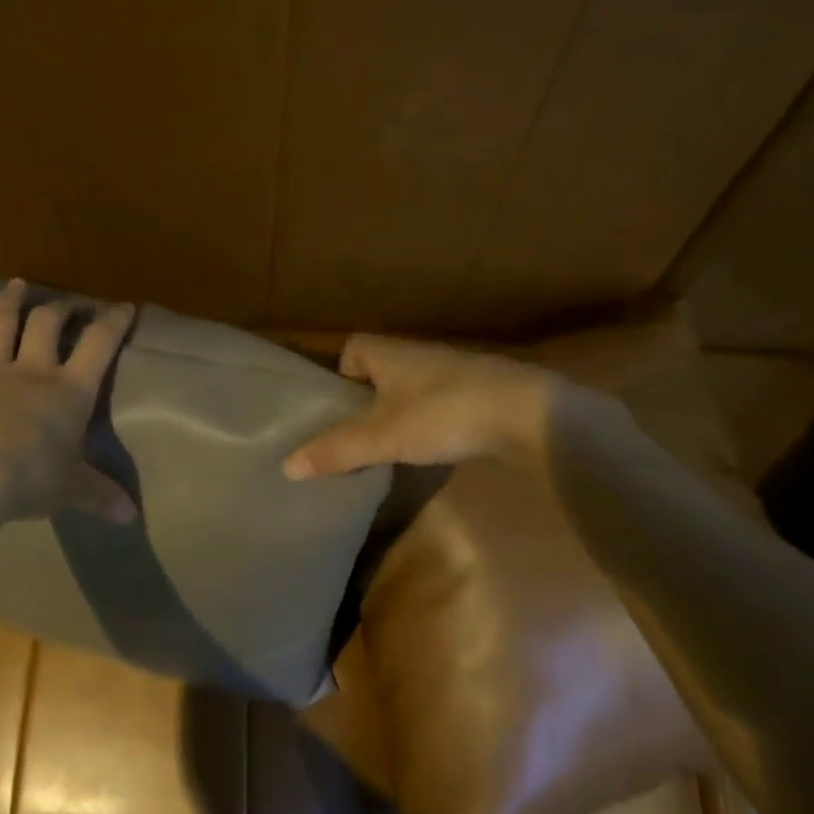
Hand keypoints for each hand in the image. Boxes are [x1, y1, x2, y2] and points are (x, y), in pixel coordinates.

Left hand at [0, 280, 137, 523]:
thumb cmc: (31, 480)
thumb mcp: (73, 490)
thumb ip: (102, 496)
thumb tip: (131, 517)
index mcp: (70, 390)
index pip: (99, 344)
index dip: (114, 322)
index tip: (125, 306)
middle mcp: (32, 372)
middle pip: (48, 325)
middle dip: (63, 308)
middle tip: (72, 304)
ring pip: (0, 327)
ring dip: (10, 303)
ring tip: (18, 284)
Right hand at [281, 335, 559, 478]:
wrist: (526, 415)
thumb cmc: (443, 414)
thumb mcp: (382, 436)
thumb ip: (336, 450)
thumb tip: (286, 466)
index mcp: (392, 353)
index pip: (355, 347)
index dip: (341, 373)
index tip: (339, 409)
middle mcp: (421, 355)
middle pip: (383, 370)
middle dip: (368, 399)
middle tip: (359, 435)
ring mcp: (455, 373)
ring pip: (413, 388)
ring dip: (402, 411)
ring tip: (393, 447)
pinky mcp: (481, 394)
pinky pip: (442, 403)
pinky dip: (432, 421)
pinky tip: (435, 447)